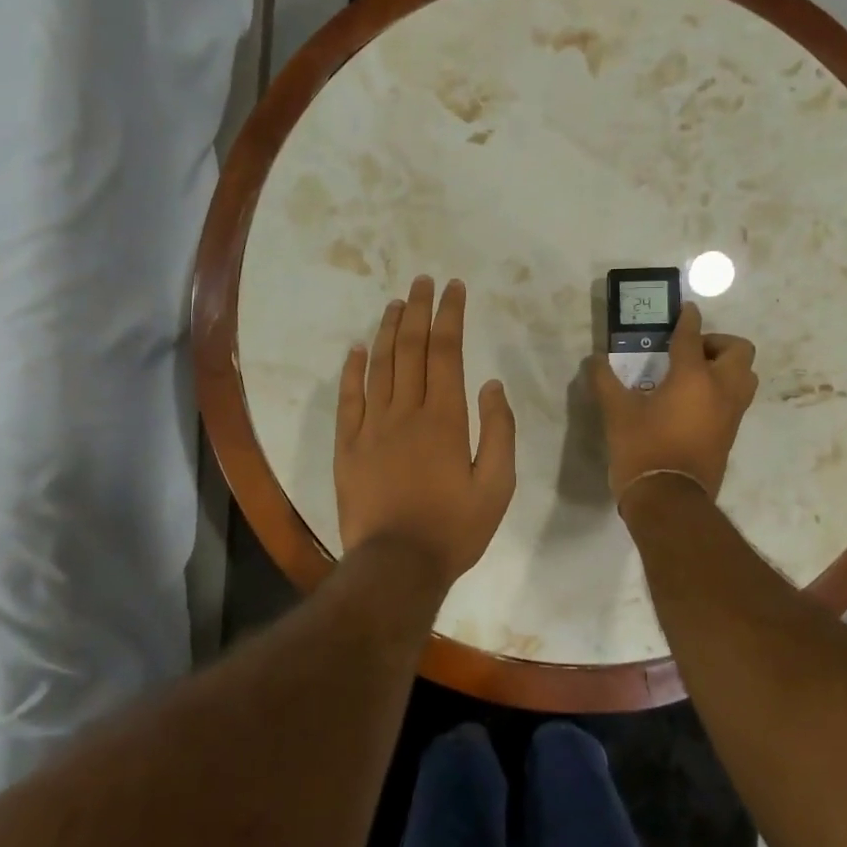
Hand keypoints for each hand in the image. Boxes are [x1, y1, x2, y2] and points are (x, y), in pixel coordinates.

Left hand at [335, 276, 516, 587]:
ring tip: (394, 303)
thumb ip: (499, 431)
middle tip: (422, 281)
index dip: (450, 315)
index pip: (446, 351)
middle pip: (410, 348)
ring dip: (387, 330)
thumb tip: (491, 384)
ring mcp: (371, 427)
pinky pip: (348, 399)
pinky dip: (352, 370)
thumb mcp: (497, 486)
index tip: (453, 288)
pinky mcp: (347, 446)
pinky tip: (356, 349)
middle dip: (418, 309)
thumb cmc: (454, 529)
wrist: (396, 565)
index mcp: (445, 418)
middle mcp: (405, 412)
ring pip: (379, 366)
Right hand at [591, 302, 757, 504]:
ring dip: (726, 367)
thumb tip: (594, 360)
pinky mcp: (730, 434)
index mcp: (694, 377)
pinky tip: (692, 401)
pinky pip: (736, 399)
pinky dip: (722, 390)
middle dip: (717, 343)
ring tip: (694, 376)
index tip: (685, 310)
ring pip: (744, 376)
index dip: (688, 319)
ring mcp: (731, 414)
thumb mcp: (616, 412)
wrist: (669, 500)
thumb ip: (605, 381)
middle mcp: (721, 389)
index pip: (693, 336)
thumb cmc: (642, 448)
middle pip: (738, 351)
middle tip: (689, 351)